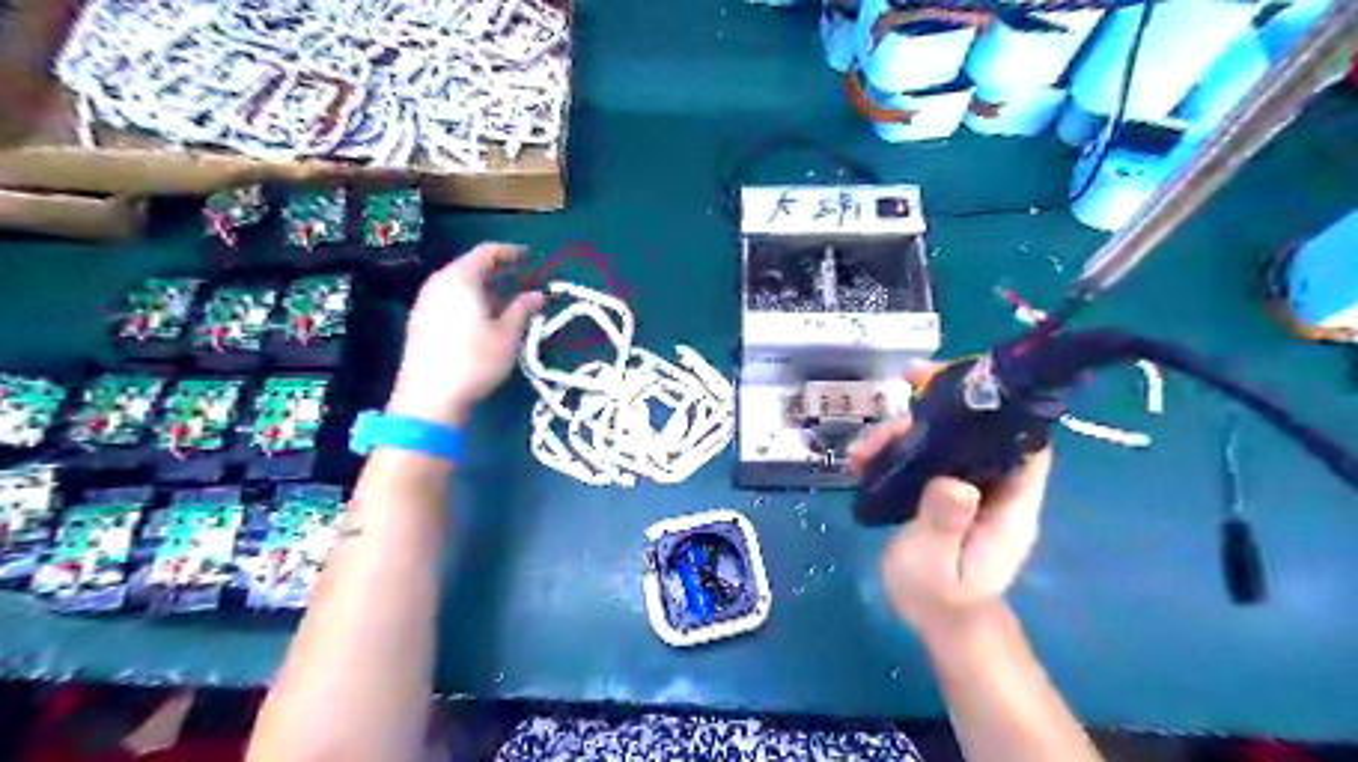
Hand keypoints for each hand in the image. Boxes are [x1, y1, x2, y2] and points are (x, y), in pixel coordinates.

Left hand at [383, 242, 545, 424]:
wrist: (429, 397)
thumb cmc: (475, 360)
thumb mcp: (507, 335)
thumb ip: (523, 309)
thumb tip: (538, 295)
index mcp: (460, 279)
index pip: (486, 252)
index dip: (510, 252)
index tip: (529, 256)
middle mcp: (439, 283)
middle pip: (469, 267)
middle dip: (497, 272)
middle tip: (521, 280)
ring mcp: (425, 302)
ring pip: (458, 285)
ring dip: (484, 288)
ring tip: (506, 302)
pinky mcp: (420, 322)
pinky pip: (449, 299)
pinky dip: (469, 301)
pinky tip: (483, 319)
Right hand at [850, 367, 1053, 640]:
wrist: (939, 623)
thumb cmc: (941, 600)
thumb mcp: (935, 565)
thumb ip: (944, 523)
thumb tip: (953, 480)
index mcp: (1010, 504)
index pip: (1024, 442)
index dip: (1002, 406)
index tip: (962, 381)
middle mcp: (996, 488)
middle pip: (976, 431)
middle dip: (937, 409)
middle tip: (899, 392)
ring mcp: (970, 489)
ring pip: (946, 441)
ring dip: (905, 432)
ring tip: (861, 450)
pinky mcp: (946, 492)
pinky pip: (927, 457)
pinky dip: (898, 449)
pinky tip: (864, 458)